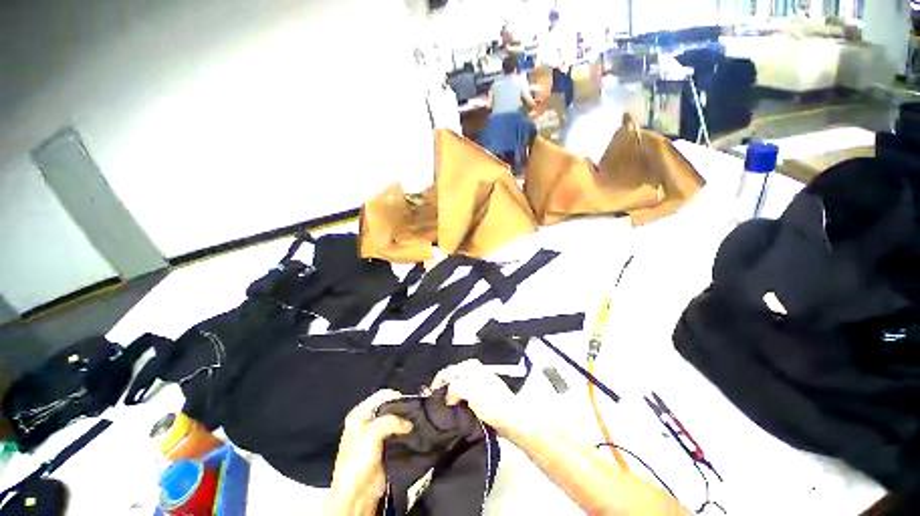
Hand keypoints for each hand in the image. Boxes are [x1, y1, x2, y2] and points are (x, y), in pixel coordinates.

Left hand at [326, 390, 412, 515]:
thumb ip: (392, 421)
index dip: (395, 395)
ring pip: (395, 420)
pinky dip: (406, 432)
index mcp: (359, 414)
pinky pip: (398, 433)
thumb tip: (409, 423)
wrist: (357, 493)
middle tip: (415, 412)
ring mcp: (376, 434)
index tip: (409, 401)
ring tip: (416, 422)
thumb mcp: (372, 433)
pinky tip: (414, 432)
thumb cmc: (358, 459)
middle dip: (402, 408)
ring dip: (405, 421)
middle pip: (389, 406)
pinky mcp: (385, 446)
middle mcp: (368, 421)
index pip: (381, 395)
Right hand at [430, 360, 520, 435]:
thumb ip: (456, 389)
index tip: (432, 394)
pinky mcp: (483, 393)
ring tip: (446, 406)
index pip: (450, 370)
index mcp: (473, 368)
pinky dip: (459, 398)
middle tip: (438, 401)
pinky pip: (466, 392)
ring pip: (460, 384)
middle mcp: (476, 372)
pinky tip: (458, 408)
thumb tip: (446, 389)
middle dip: (445, 386)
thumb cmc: (496, 407)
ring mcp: (480, 382)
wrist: (515, 421)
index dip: (439, 381)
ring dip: (452, 393)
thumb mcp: (473, 396)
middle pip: (454, 376)